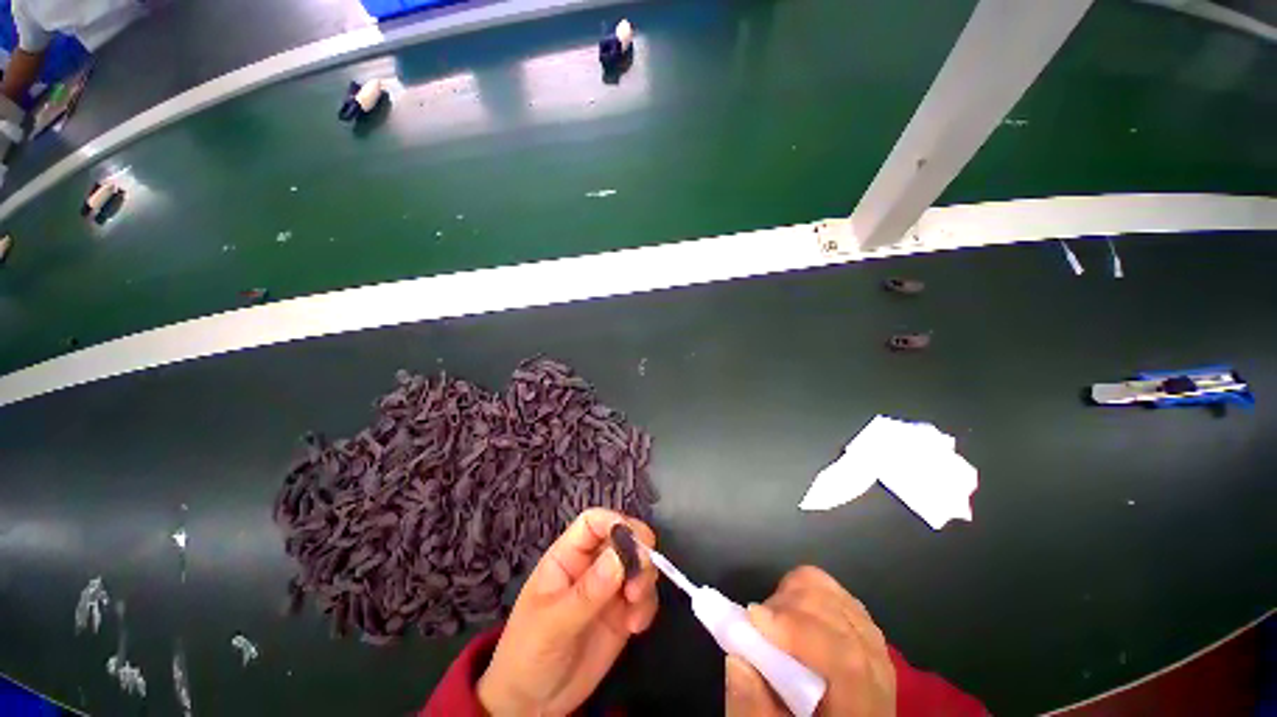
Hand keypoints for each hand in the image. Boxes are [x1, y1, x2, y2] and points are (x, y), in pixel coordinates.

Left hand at [478, 508, 658, 715]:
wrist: (532, 704)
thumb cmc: (528, 654)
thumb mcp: (553, 623)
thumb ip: (587, 592)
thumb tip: (620, 557)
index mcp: (567, 556)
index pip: (593, 523)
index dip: (615, 522)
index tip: (634, 541)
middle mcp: (591, 565)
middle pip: (623, 537)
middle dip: (639, 550)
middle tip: (642, 574)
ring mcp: (609, 589)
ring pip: (638, 564)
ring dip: (645, 578)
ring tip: (635, 607)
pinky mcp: (622, 613)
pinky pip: (644, 596)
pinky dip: (647, 606)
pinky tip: (636, 628)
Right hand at [725, 566, 894, 716]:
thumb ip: (753, 709)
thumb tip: (737, 658)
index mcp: (861, 709)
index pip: (845, 658)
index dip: (797, 628)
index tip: (753, 617)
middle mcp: (878, 673)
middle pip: (838, 614)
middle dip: (787, 605)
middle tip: (756, 625)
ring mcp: (876, 649)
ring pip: (836, 596)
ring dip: (795, 596)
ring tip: (772, 623)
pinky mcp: (865, 634)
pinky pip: (837, 596)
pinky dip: (807, 594)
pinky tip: (791, 617)